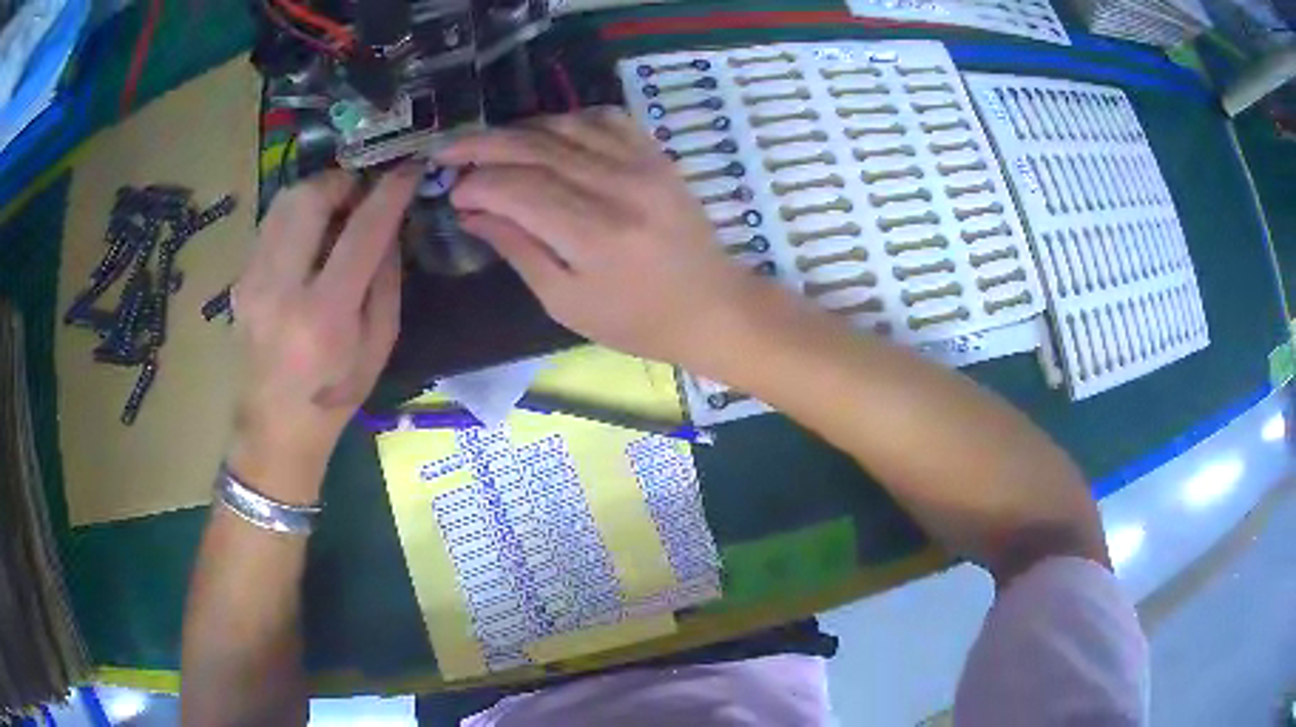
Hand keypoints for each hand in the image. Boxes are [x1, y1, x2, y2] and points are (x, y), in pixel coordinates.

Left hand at [227, 167, 419, 500]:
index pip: (362, 232)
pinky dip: (298, 214)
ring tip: (339, 207)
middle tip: (364, 189)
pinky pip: (272, 223)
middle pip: (309, 199)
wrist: (274, 428)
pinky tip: (311, 234)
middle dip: (344, 180)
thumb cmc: (335, 395)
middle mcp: (280, 290)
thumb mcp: (379, 346)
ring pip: (284, 202)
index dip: (389, 193)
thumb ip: (385, 279)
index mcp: (324, 317)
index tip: (409, 170)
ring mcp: (252, 282)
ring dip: (318, 192)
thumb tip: (389, 224)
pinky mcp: (240, 279)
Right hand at [437, 108, 760, 364]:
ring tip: (488, 147)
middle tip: (448, 154)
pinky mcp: (657, 154)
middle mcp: (617, 187)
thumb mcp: (566, 302)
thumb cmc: (636, 321)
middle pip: (534, 148)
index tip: (452, 194)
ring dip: (518, 131)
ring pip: (564, 126)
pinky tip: (546, 134)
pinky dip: (566, 119)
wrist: (712, 306)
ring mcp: (642, 163)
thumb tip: (470, 212)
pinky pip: (604, 118)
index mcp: (593, 234)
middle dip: (482, 146)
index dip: (476, 184)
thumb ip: (518, 249)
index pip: (516, 188)